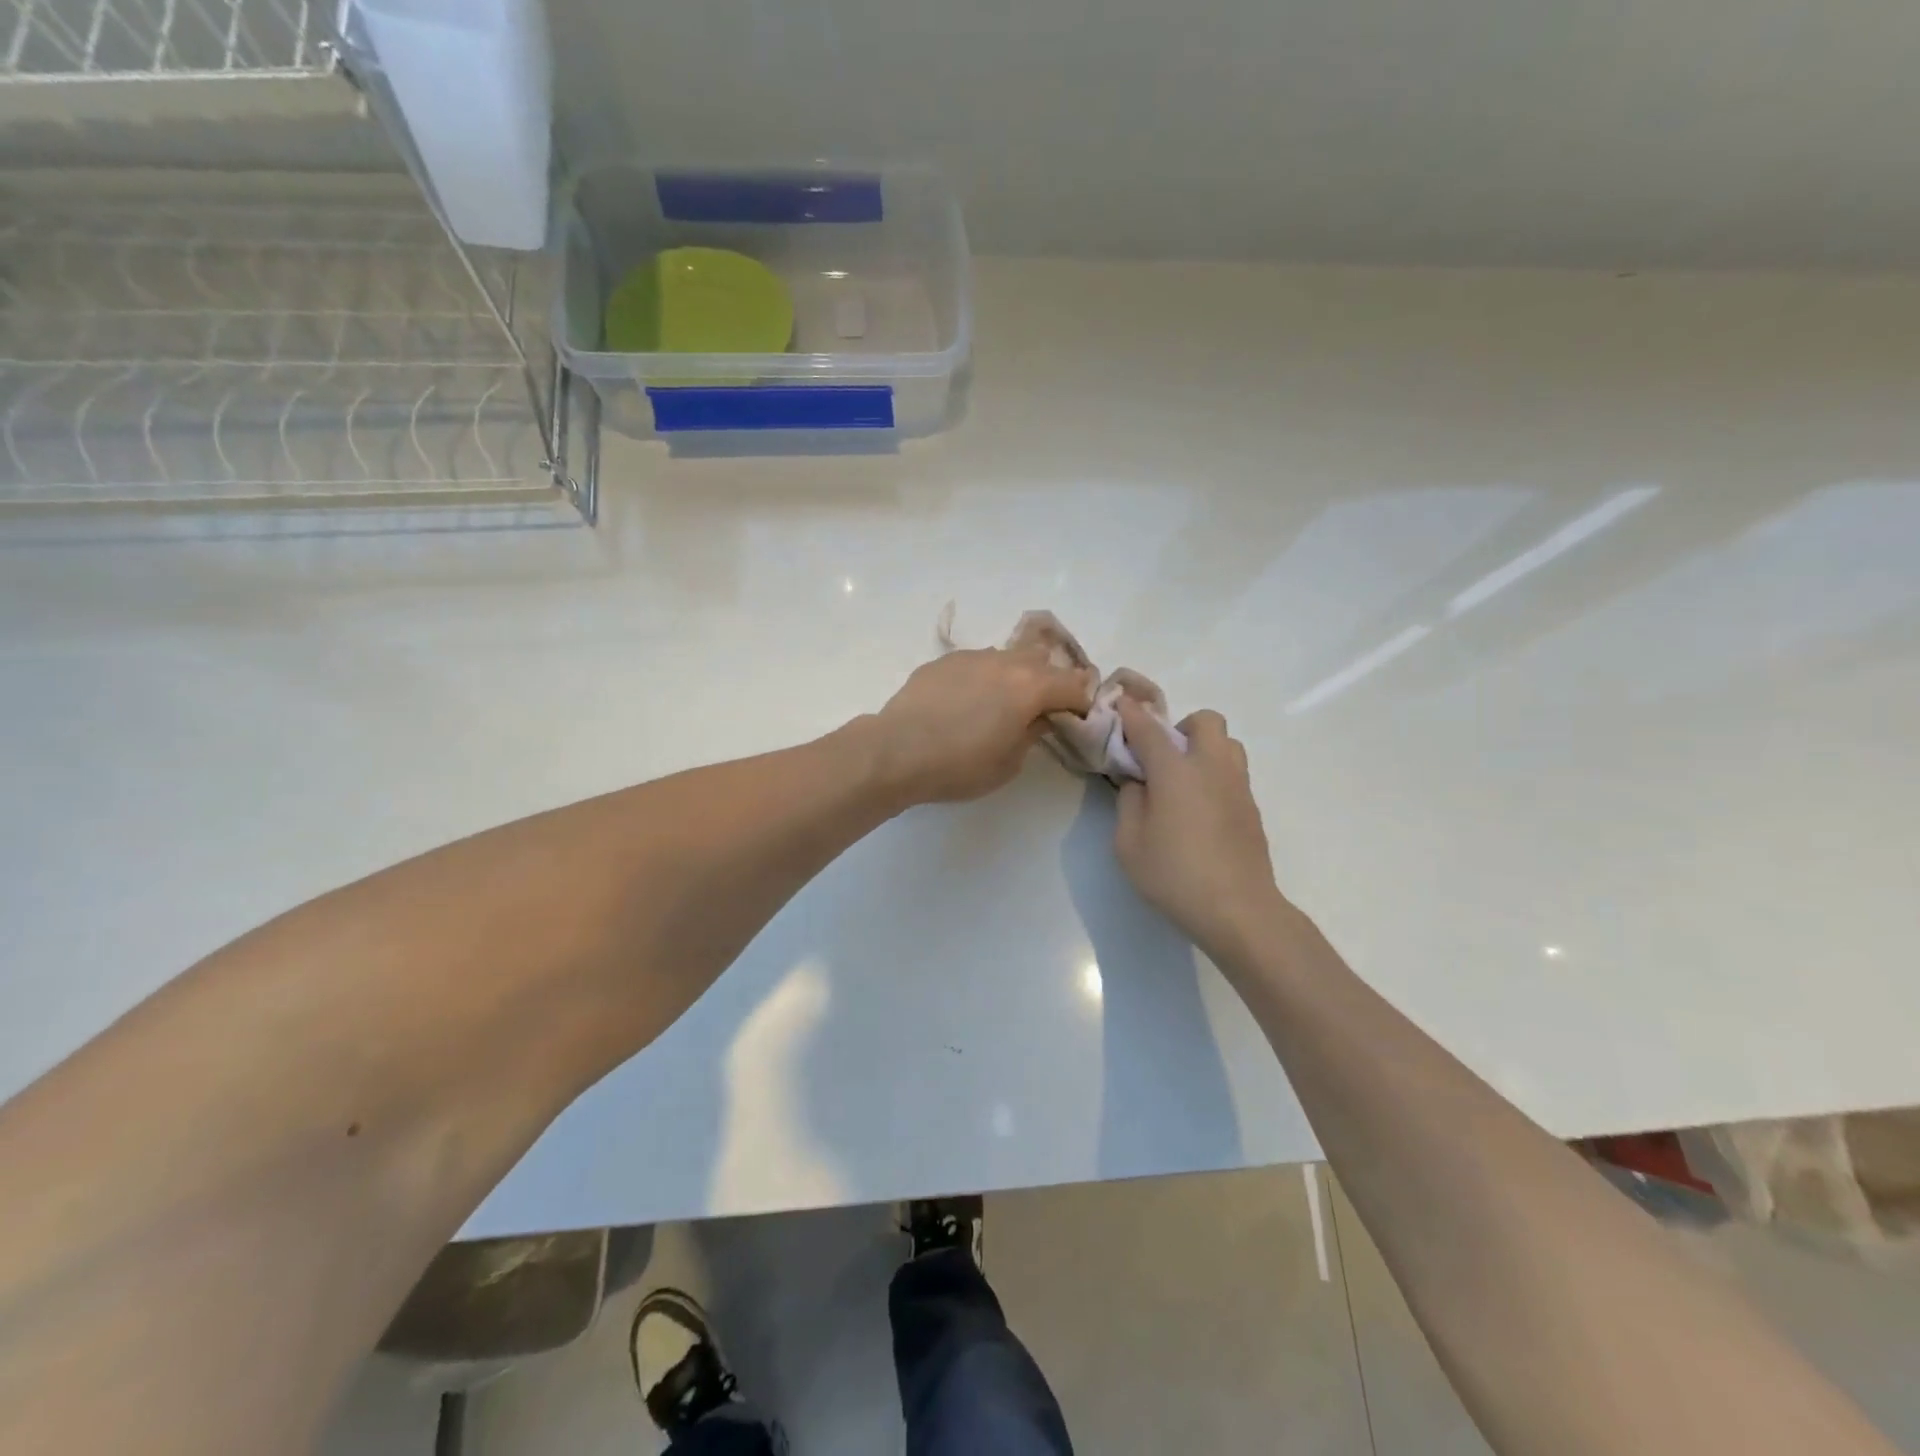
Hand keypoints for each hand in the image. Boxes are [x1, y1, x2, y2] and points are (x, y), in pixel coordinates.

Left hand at [871, 646, 1094, 804]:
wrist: (897, 751)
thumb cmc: (960, 765)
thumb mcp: (1009, 763)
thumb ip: (1032, 734)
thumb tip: (1039, 718)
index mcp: (1031, 686)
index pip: (1075, 684)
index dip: (1082, 702)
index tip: (1077, 719)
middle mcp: (1005, 661)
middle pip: (1043, 660)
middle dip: (1051, 681)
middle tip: (1043, 708)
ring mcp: (972, 656)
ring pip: (1007, 657)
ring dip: (1015, 676)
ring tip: (1001, 703)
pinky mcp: (943, 661)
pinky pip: (976, 664)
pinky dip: (983, 678)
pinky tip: (966, 703)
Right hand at [1113, 698, 1283, 959]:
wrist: (1238, 909)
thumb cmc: (1175, 875)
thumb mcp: (1129, 843)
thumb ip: (1129, 802)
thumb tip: (1139, 782)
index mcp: (1176, 771)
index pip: (1148, 728)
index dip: (1131, 712)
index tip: (1120, 701)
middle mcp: (1211, 767)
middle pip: (1204, 720)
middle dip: (1180, 727)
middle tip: (1162, 758)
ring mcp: (1238, 786)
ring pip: (1227, 743)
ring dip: (1203, 748)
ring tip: (1184, 781)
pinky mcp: (1252, 807)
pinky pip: (1233, 772)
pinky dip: (1215, 774)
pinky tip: (1200, 808)